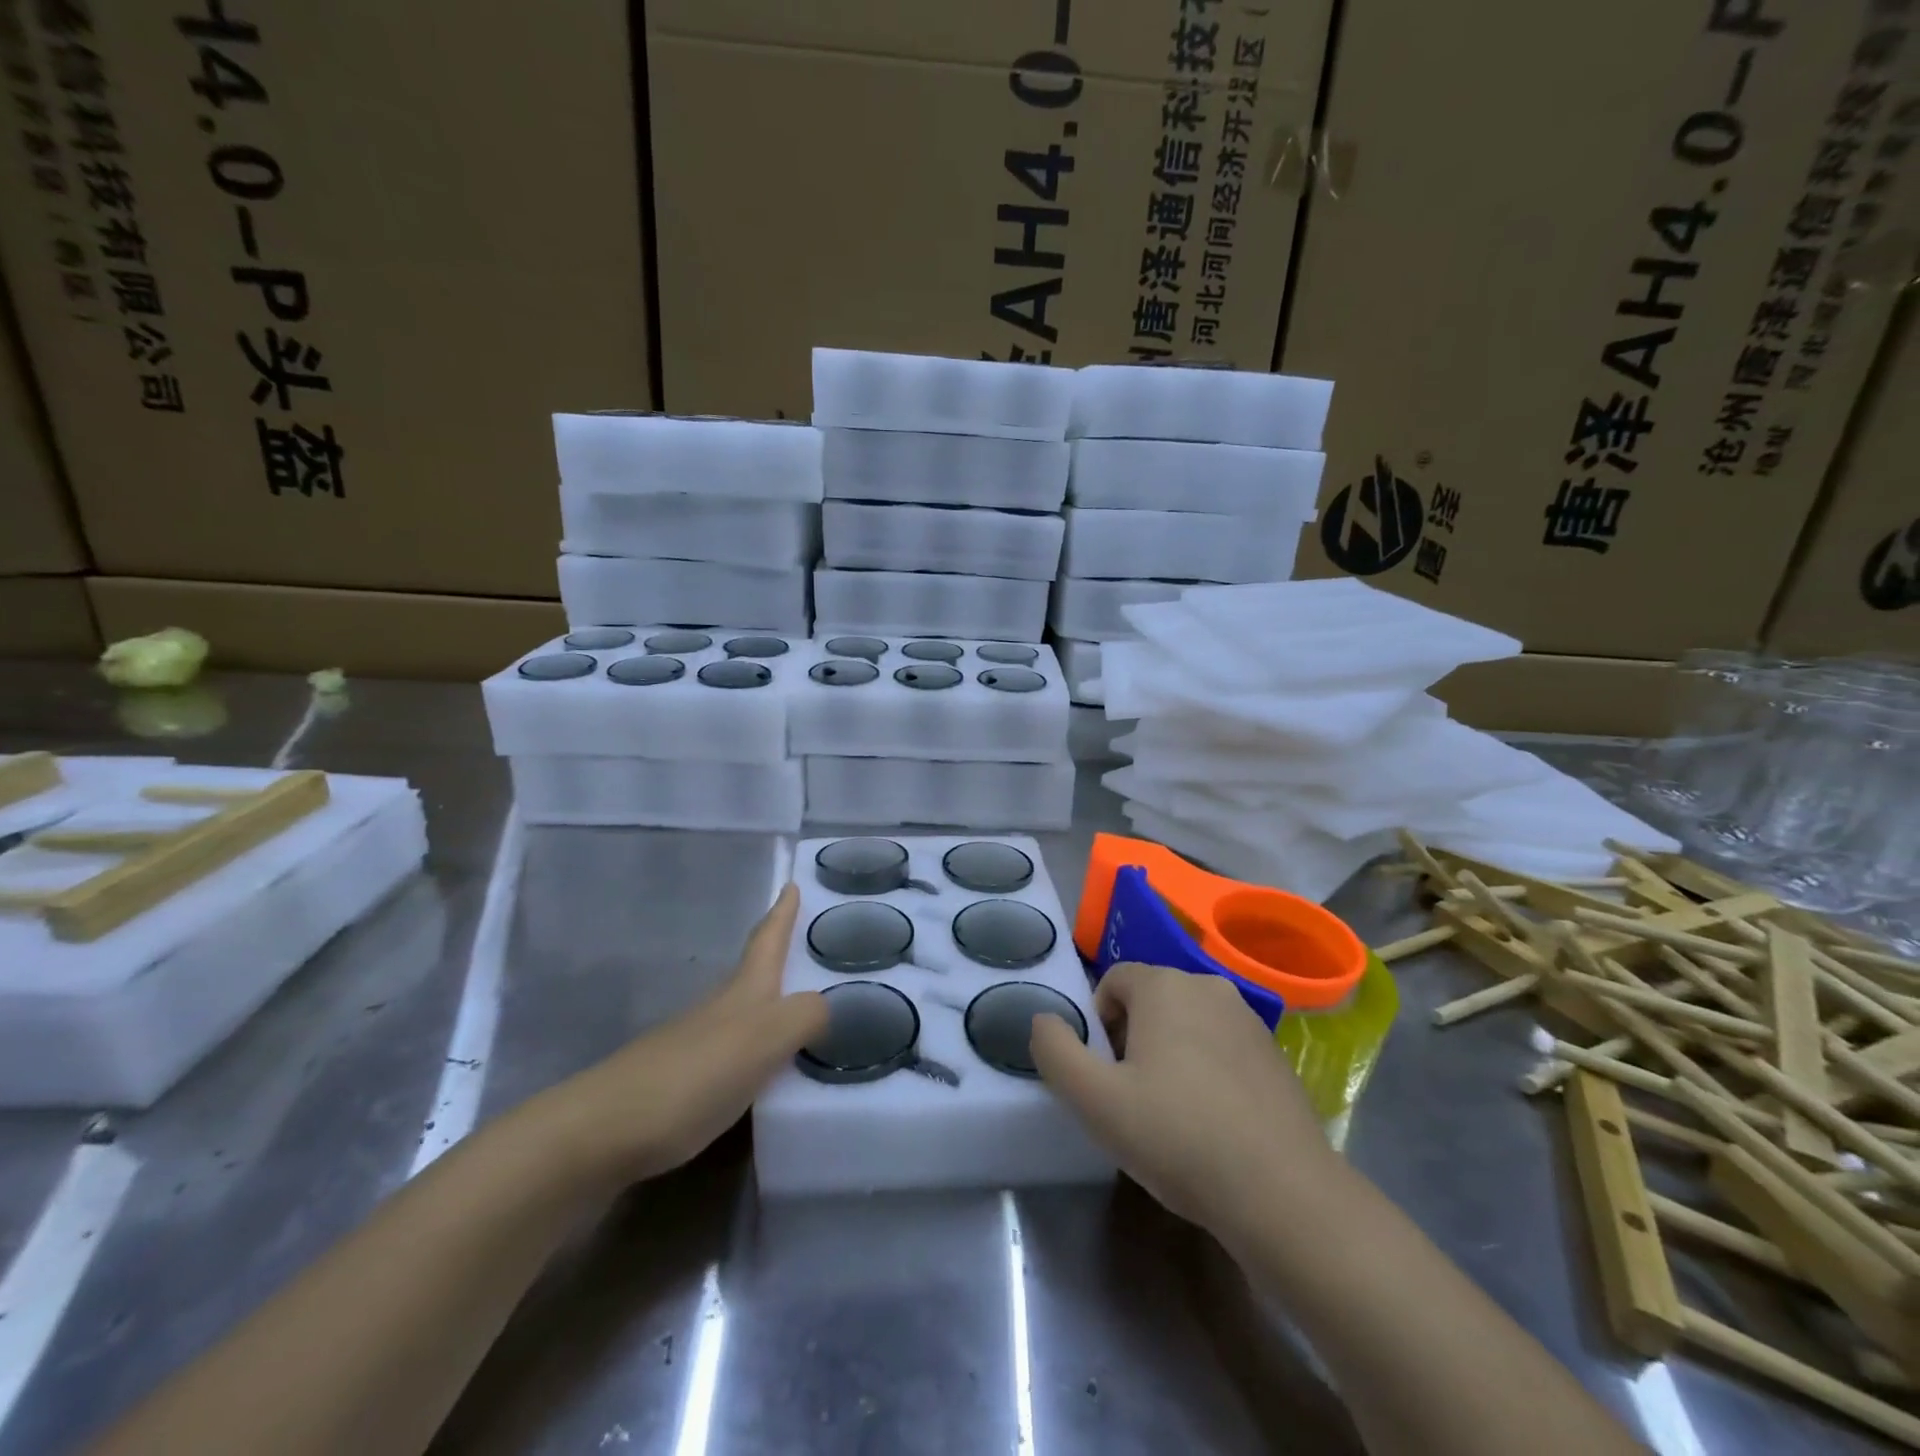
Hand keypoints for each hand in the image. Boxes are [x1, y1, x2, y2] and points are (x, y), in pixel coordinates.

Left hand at [544, 883, 826, 1185]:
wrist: (602, 1132)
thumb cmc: (692, 1076)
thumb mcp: (763, 1040)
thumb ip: (803, 1017)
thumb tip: (824, 1007)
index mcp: (742, 994)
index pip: (767, 941)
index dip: (782, 913)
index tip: (791, 884)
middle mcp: (718, 1012)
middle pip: (754, 975)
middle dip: (779, 960)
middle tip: (809, 953)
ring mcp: (693, 1048)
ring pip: (742, 1017)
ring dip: (770, 1010)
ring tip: (801, 1019)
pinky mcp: (679, 1087)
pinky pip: (732, 1059)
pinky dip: (755, 1056)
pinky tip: (763, 1077)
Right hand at [1030, 961, 1344, 1240]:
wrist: (1283, 1194)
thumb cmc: (1178, 1136)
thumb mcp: (1094, 1100)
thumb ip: (1055, 1051)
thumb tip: (1043, 1019)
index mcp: (1165, 985)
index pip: (1113, 981)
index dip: (1098, 1024)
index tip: (1105, 1075)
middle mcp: (1209, 986)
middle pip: (1150, 999)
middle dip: (1131, 1038)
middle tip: (1131, 1096)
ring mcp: (1249, 1019)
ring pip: (1187, 1023)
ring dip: (1168, 1054)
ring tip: (1171, 1114)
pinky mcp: (1274, 1054)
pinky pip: (1221, 1047)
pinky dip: (1206, 1070)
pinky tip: (1212, 1123)